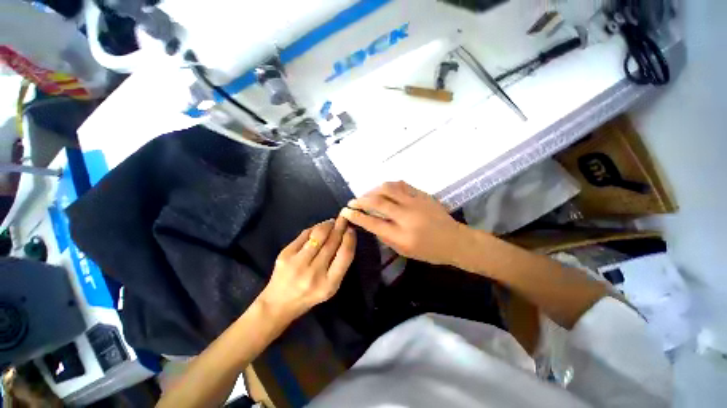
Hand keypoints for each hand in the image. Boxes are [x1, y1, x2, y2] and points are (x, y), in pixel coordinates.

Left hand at [258, 217, 356, 322]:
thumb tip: (344, 235)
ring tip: (332, 222)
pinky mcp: (285, 255)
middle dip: (340, 227)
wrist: (278, 303)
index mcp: (329, 284)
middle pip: (332, 242)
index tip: (351, 229)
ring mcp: (297, 263)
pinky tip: (319, 227)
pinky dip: (314, 228)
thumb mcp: (331, 286)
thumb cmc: (310, 295)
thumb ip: (339, 264)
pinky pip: (304, 235)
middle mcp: (314, 273)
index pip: (345, 255)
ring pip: (318, 235)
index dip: (350, 239)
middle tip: (344, 219)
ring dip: (327, 225)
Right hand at [341, 181, 470, 265]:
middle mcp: (407, 217)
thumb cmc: (428, 251)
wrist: (454, 240)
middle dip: (360, 200)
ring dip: (373, 190)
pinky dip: (388, 186)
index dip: (356, 216)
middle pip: (377, 202)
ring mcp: (415, 203)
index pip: (372, 222)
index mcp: (401, 236)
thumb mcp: (403, 251)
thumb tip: (370, 222)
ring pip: (388, 188)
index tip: (346, 212)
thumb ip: (385, 236)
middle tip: (352, 202)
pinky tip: (384, 190)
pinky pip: (401, 184)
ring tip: (368, 195)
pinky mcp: (422, 194)